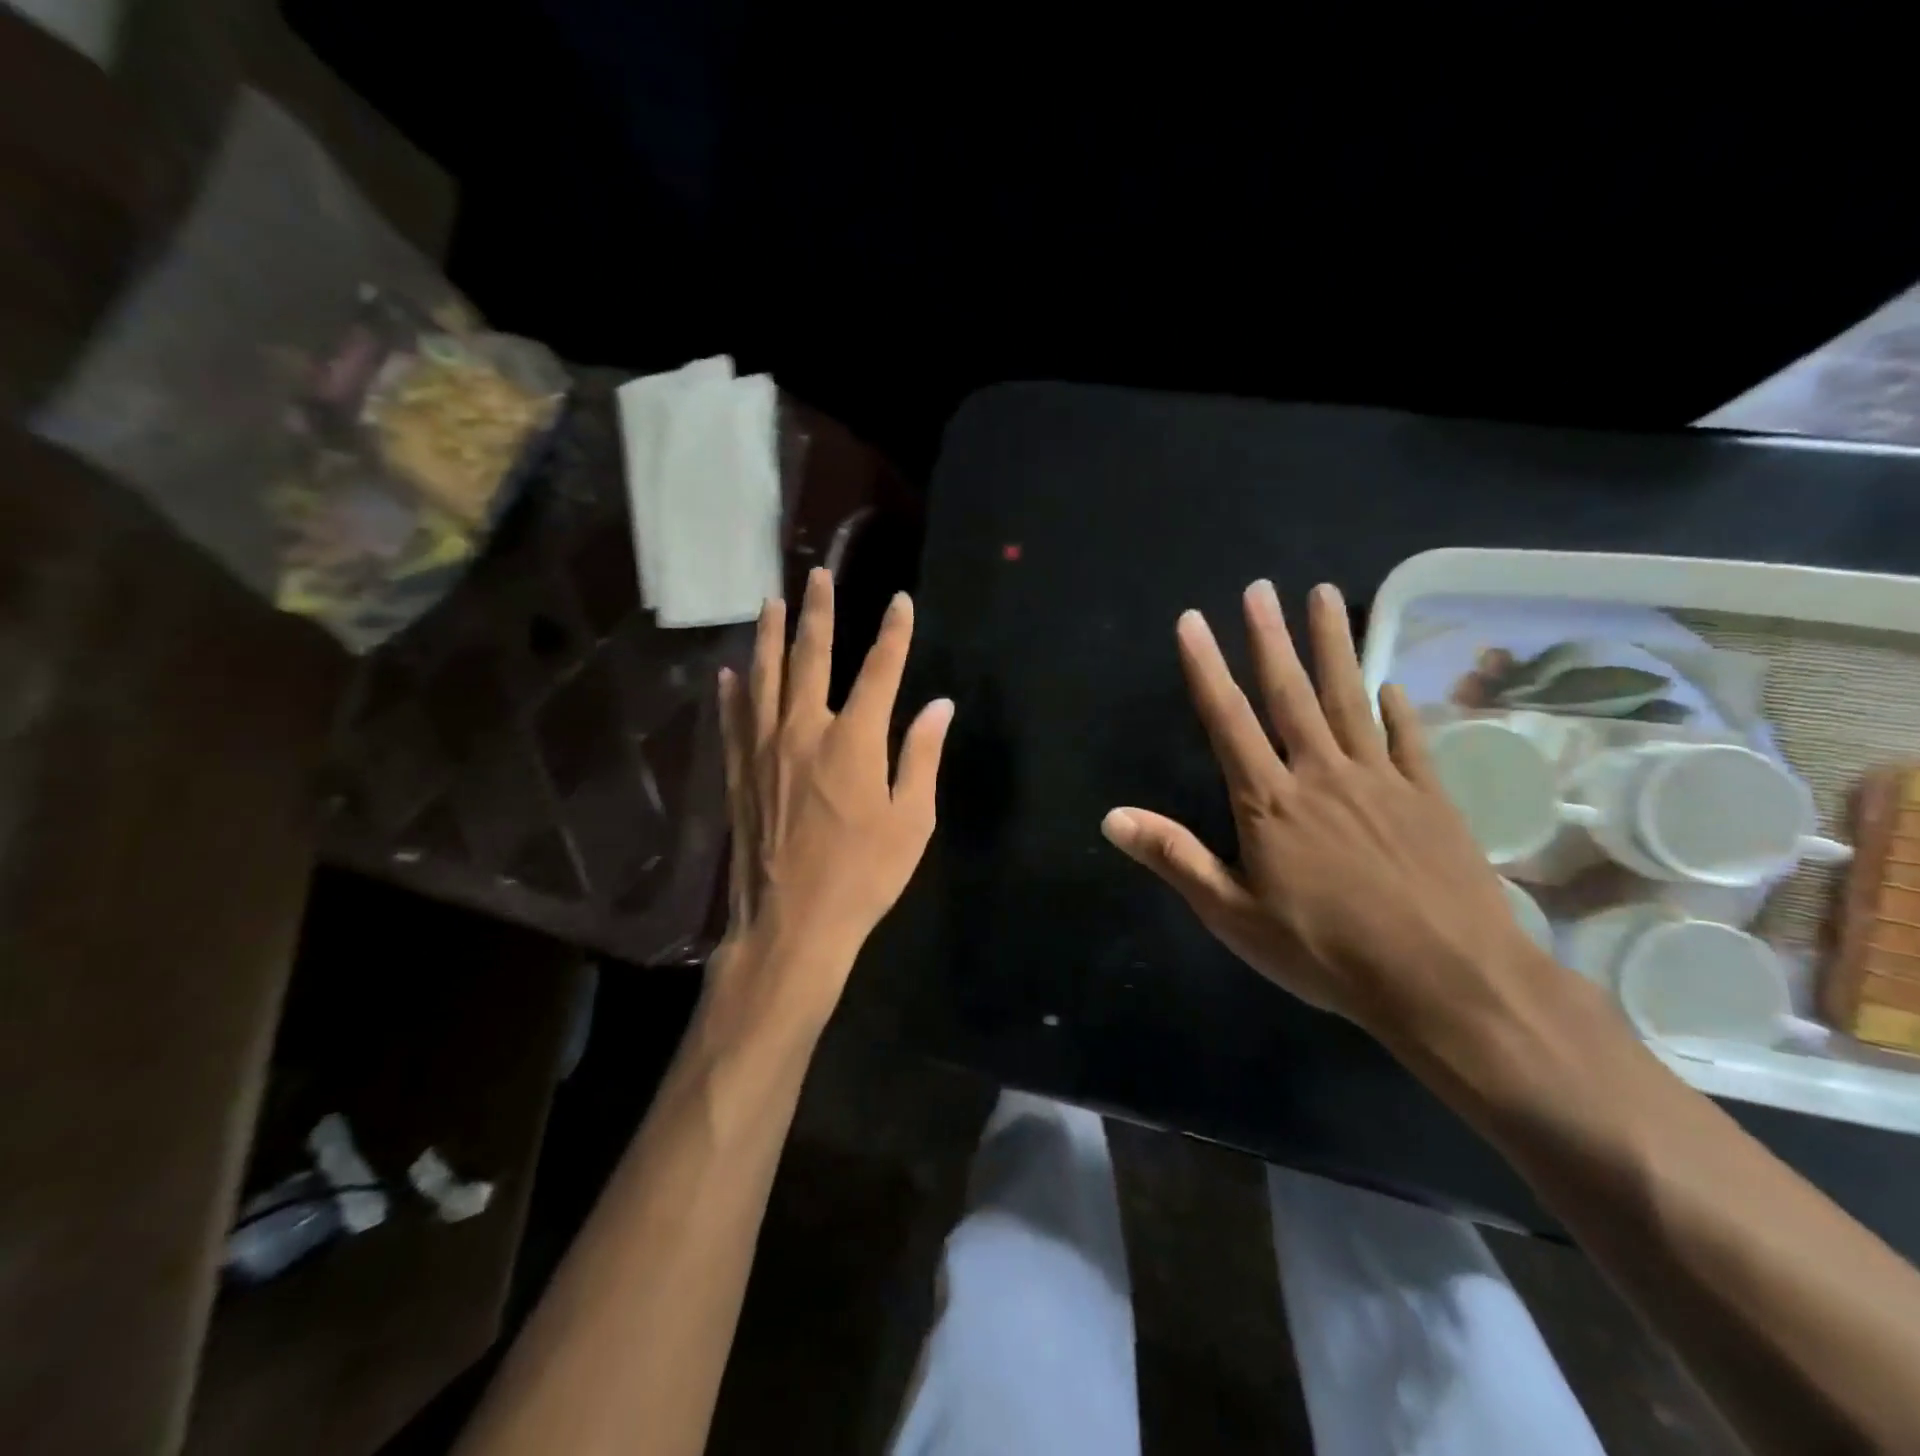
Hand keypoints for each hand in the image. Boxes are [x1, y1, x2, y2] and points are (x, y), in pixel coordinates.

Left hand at [706, 568, 952, 1039]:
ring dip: (769, 636)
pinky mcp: (739, 774)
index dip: (894, 632)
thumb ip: (921, 757)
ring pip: (765, 678)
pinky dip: (732, 693)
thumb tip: (939, 706)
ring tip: (770, 602)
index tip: (901, 600)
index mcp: (854, 741)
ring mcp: (763, 750)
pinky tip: (729, 673)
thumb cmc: (863, 875)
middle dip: (818, 613)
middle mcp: (804, 731)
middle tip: (818, 576)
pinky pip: (733, 720)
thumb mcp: (912, 821)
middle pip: (810, 657)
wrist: (792, 923)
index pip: (879, 670)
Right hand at [1101, 579, 1557, 1049]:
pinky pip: (1409, 741)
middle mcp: (1323, 775)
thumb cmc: (1326, 953)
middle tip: (1261, 588)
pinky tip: (1390, 683)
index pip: (1229, 721)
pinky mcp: (1431, 799)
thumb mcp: (1233, 915)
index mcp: (1271, 802)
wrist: (1447, 983)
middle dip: (1271, 639)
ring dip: (1333, 646)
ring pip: (1350, 699)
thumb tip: (1110, 817)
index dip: (1206, 669)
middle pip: (1291, 694)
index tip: (1193, 621)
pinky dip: (1397, 709)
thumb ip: (1174, 858)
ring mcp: (1382, 782)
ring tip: (1326, 595)